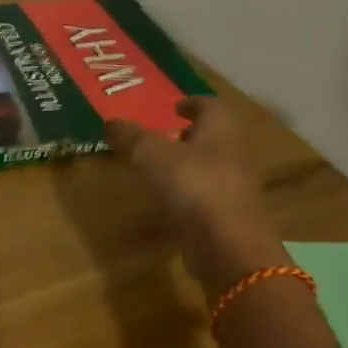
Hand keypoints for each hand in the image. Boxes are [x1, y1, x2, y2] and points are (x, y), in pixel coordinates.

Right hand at [106, 97, 286, 293]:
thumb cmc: (192, 186)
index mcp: (221, 128)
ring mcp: (236, 185)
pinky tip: (172, 201)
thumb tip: (110, 121)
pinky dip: (192, 192)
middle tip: (168, 137)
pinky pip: (210, 194)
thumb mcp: (151, 155)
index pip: (211, 105)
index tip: (176, 107)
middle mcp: (235, 151)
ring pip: (214, 164)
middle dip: (193, 134)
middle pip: (216, 135)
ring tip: (164, 169)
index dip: (192, 103)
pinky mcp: (231, 214)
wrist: (227, 244)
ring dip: (193, 163)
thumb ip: (132, 138)